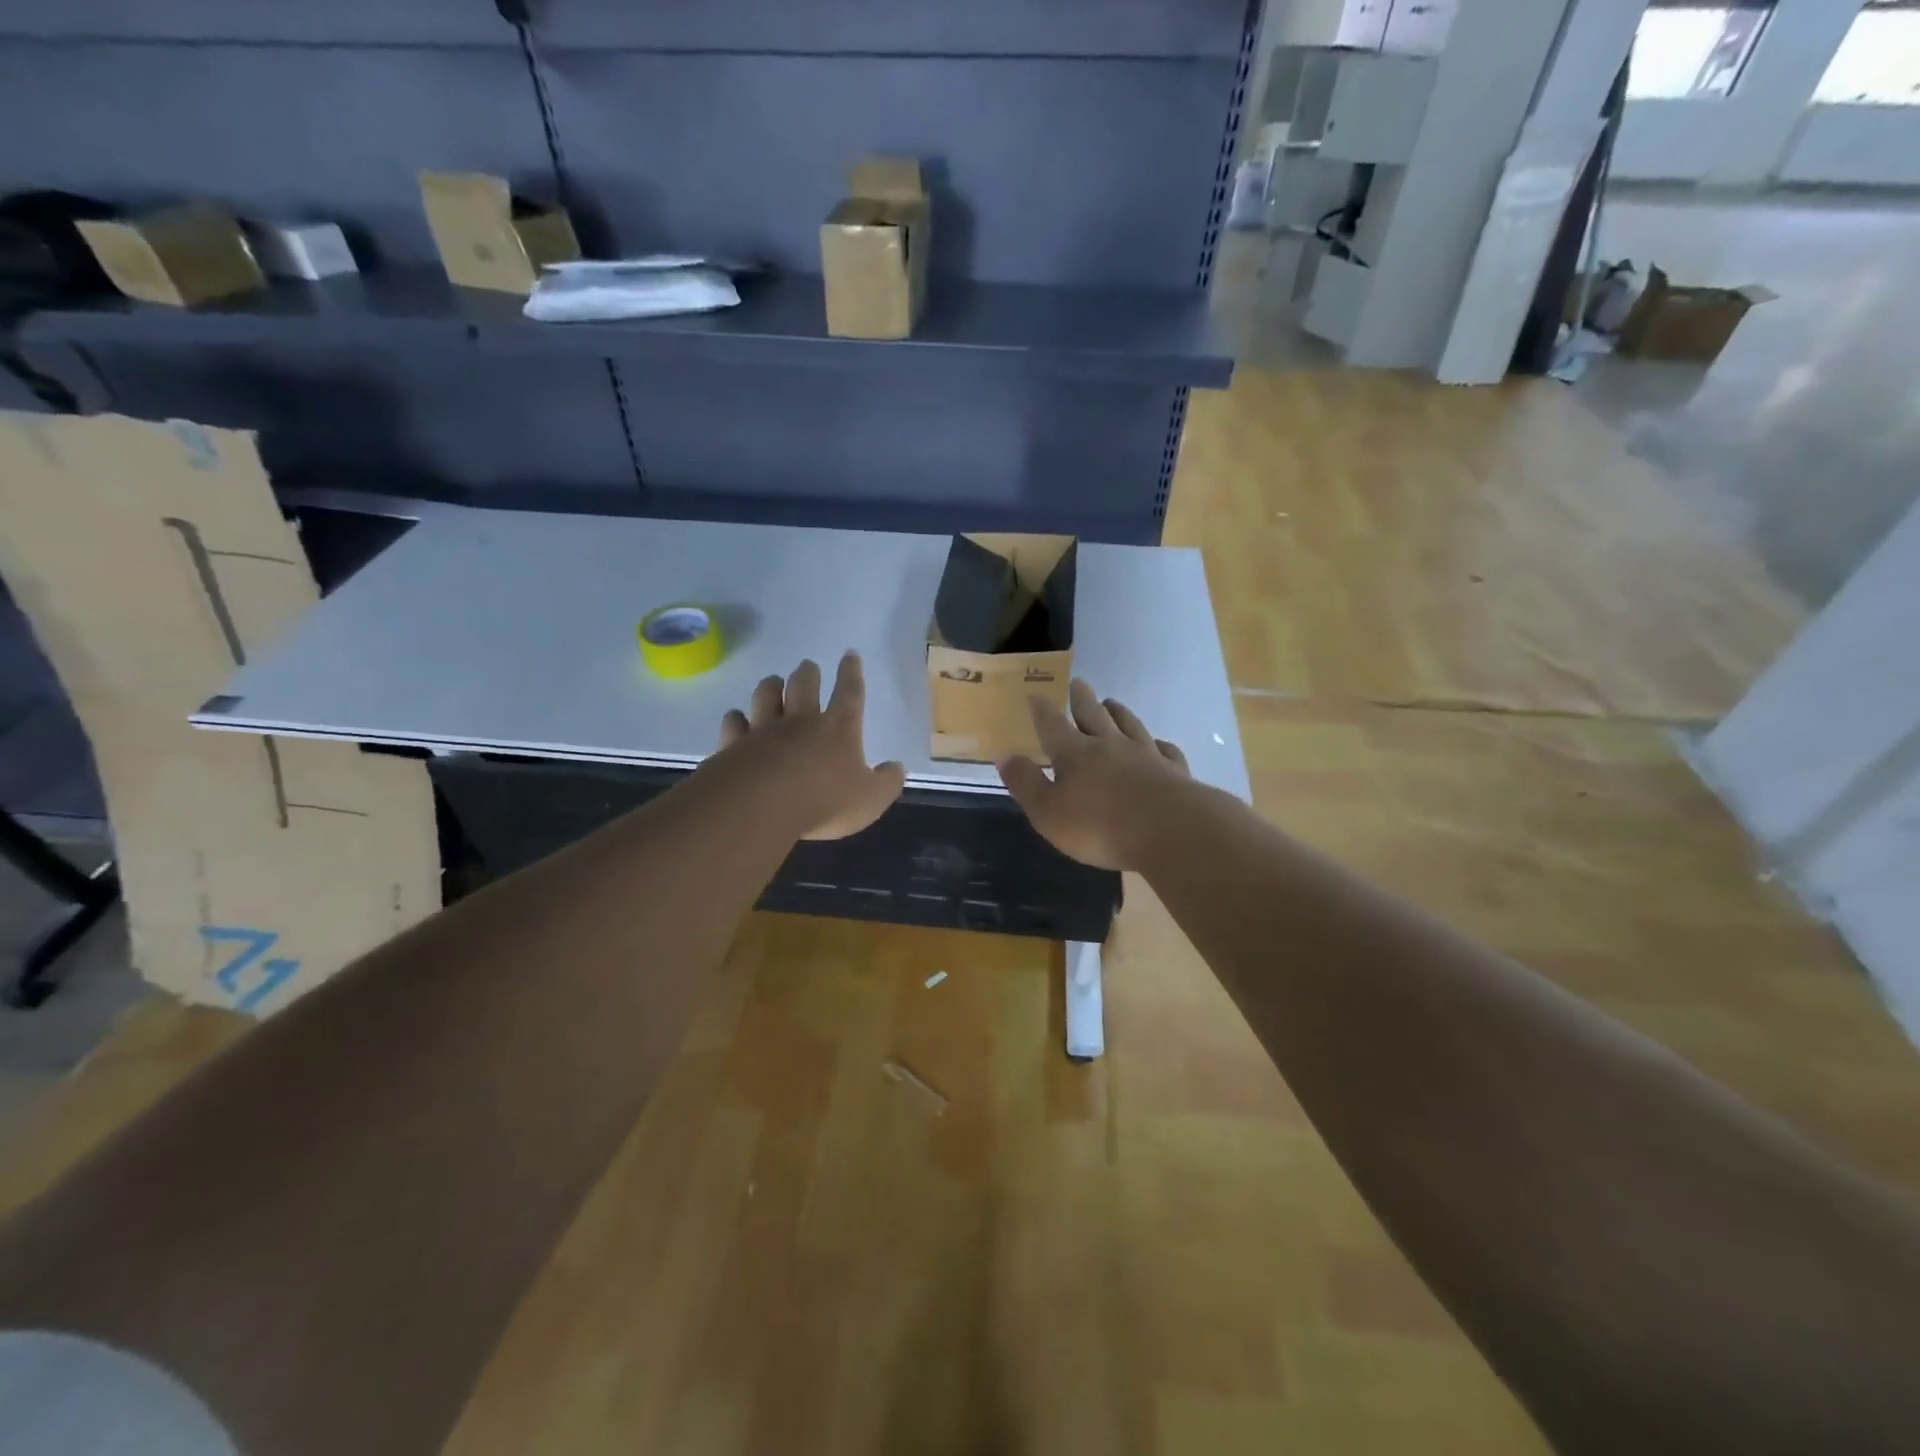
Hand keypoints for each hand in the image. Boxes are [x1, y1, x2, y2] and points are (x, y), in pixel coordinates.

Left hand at [714, 652, 906, 840]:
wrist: (760, 806)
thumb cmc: (824, 801)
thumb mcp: (870, 799)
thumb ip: (886, 782)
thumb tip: (896, 768)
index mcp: (838, 728)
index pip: (849, 693)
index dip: (851, 673)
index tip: (849, 655)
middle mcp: (801, 721)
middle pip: (803, 685)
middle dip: (808, 673)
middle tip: (808, 667)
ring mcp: (764, 730)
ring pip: (766, 695)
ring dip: (771, 686)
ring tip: (773, 682)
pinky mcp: (734, 745)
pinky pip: (734, 723)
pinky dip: (736, 719)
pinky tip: (737, 719)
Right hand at [996, 679, 1190, 870]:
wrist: (1170, 830)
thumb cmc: (1100, 826)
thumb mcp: (1048, 812)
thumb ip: (1026, 784)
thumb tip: (1005, 756)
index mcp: (1075, 754)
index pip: (1053, 725)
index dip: (1042, 711)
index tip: (1035, 693)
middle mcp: (1110, 746)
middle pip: (1093, 715)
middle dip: (1082, 699)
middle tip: (1078, 682)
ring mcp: (1146, 755)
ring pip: (1129, 725)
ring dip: (1119, 712)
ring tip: (1112, 702)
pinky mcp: (1174, 771)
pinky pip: (1165, 750)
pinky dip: (1159, 744)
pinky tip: (1159, 744)